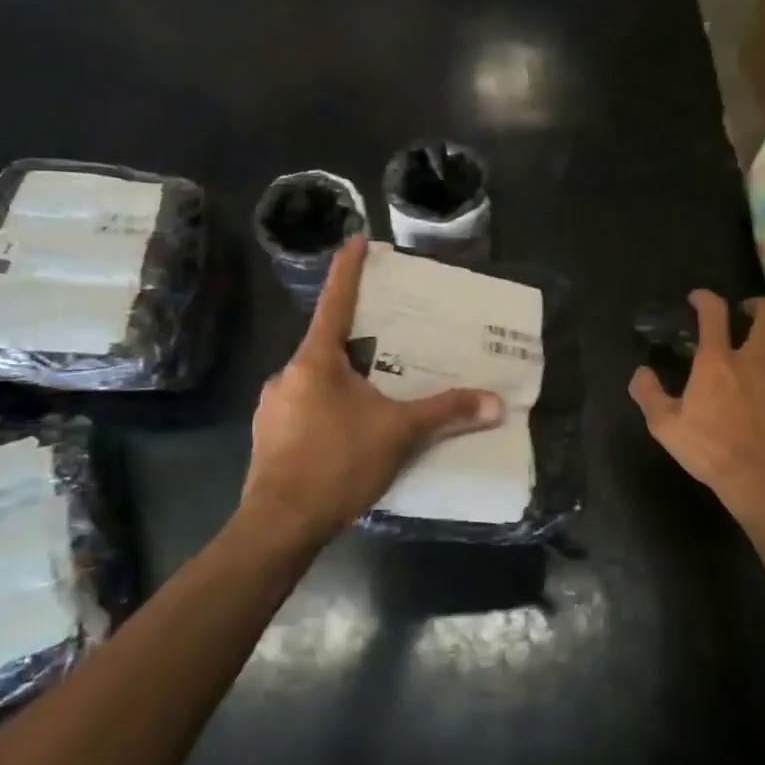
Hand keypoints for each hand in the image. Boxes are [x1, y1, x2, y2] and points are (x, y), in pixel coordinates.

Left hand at [240, 236, 503, 547]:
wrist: (278, 525)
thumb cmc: (337, 463)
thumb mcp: (399, 433)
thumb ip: (446, 413)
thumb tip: (496, 403)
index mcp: (315, 360)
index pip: (336, 302)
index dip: (348, 269)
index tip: (355, 239)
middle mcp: (288, 374)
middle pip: (327, 346)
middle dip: (356, 342)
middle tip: (387, 345)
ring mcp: (272, 407)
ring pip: (314, 382)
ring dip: (342, 383)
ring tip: (373, 400)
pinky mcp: (268, 438)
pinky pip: (304, 411)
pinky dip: (327, 412)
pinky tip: (348, 437)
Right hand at [629, 291, 764, 515]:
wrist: (762, 477)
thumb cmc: (710, 448)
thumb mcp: (665, 426)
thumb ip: (648, 394)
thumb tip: (640, 373)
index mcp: (717, 360)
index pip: (714, 313)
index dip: (705, 298)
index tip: (697, 299)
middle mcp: (753, 358)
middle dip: (757, 305)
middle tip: (746, 311)